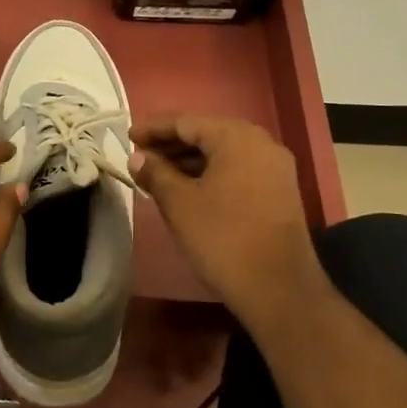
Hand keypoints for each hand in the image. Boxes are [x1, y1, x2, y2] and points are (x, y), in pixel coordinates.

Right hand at [130, 114, 326, 334]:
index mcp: (237, 137)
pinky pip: (237, 170)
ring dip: (189, 160)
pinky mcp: (279, 192)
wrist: (277, 286)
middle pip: (208, 133)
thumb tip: (138, 158)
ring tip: (157, 174)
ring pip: (223, 153)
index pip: (187, 121)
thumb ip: (156, 173)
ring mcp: (275, 168)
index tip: (128, 137)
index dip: (154, 128)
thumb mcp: (179, 203)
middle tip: (140, 155)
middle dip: (172, 143)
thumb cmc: (222, 237)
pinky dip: (210, 173)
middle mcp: (261, 143)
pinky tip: (187, 189)